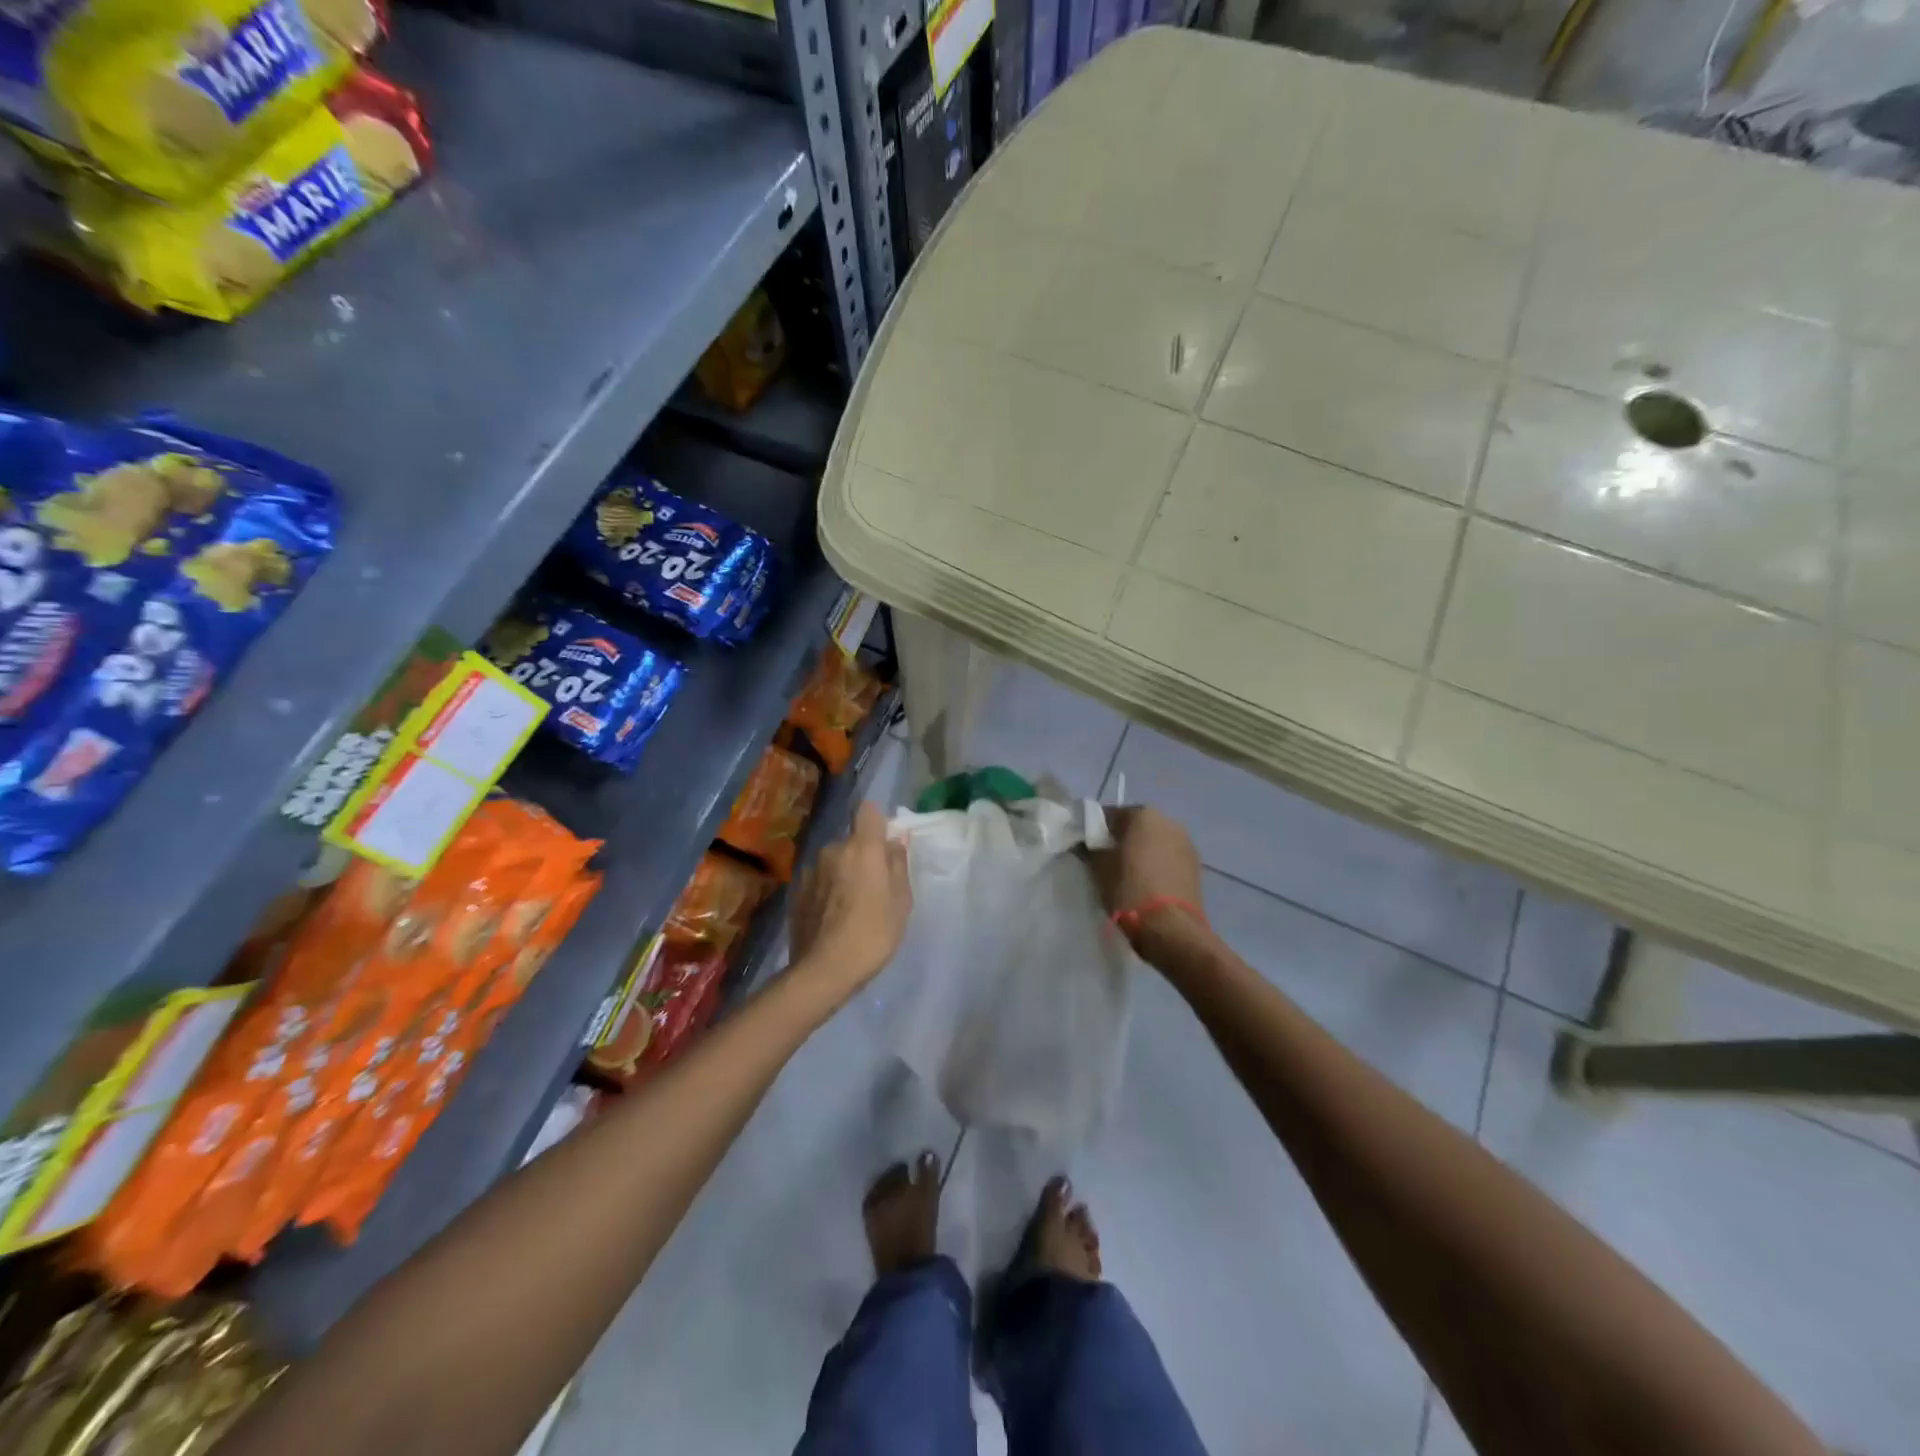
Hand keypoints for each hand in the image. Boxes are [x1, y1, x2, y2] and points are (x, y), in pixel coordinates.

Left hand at [789, 802, 912, 998]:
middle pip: (851, 841)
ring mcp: (810, 870)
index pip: (868, 811)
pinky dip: (827, 890)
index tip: (885, 842)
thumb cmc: (873, 934)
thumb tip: (894, 843)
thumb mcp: (901, 901)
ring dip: (843, 874)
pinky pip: (819, 881)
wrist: (824, 970)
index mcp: (862, 848)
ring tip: (851, 906)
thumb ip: (898, 865)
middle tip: (874, 887)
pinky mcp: (796, 891)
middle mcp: (832, 850)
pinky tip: (832, 917)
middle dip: (863, 856)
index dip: (878, 822)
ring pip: (834, 862)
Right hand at [1089, 806, 1204, 948]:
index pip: (1111, 815)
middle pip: (1137, 826)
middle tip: (1107, 861)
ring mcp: (1186, 842)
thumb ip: (1090, 849)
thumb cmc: (1129, 890)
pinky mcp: (1196, 865)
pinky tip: (1148, 883)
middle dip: (1122, 839)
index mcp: (1143, 814)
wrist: (1171, 928)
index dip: (1096, 830)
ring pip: (1155, 842)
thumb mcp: (1099, 868)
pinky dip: (1158, 865)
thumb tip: (1085, 843)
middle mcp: (1168, 821)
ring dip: (1143, 852)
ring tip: (1129, 875)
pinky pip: (1169, 858)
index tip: (1087, 847)